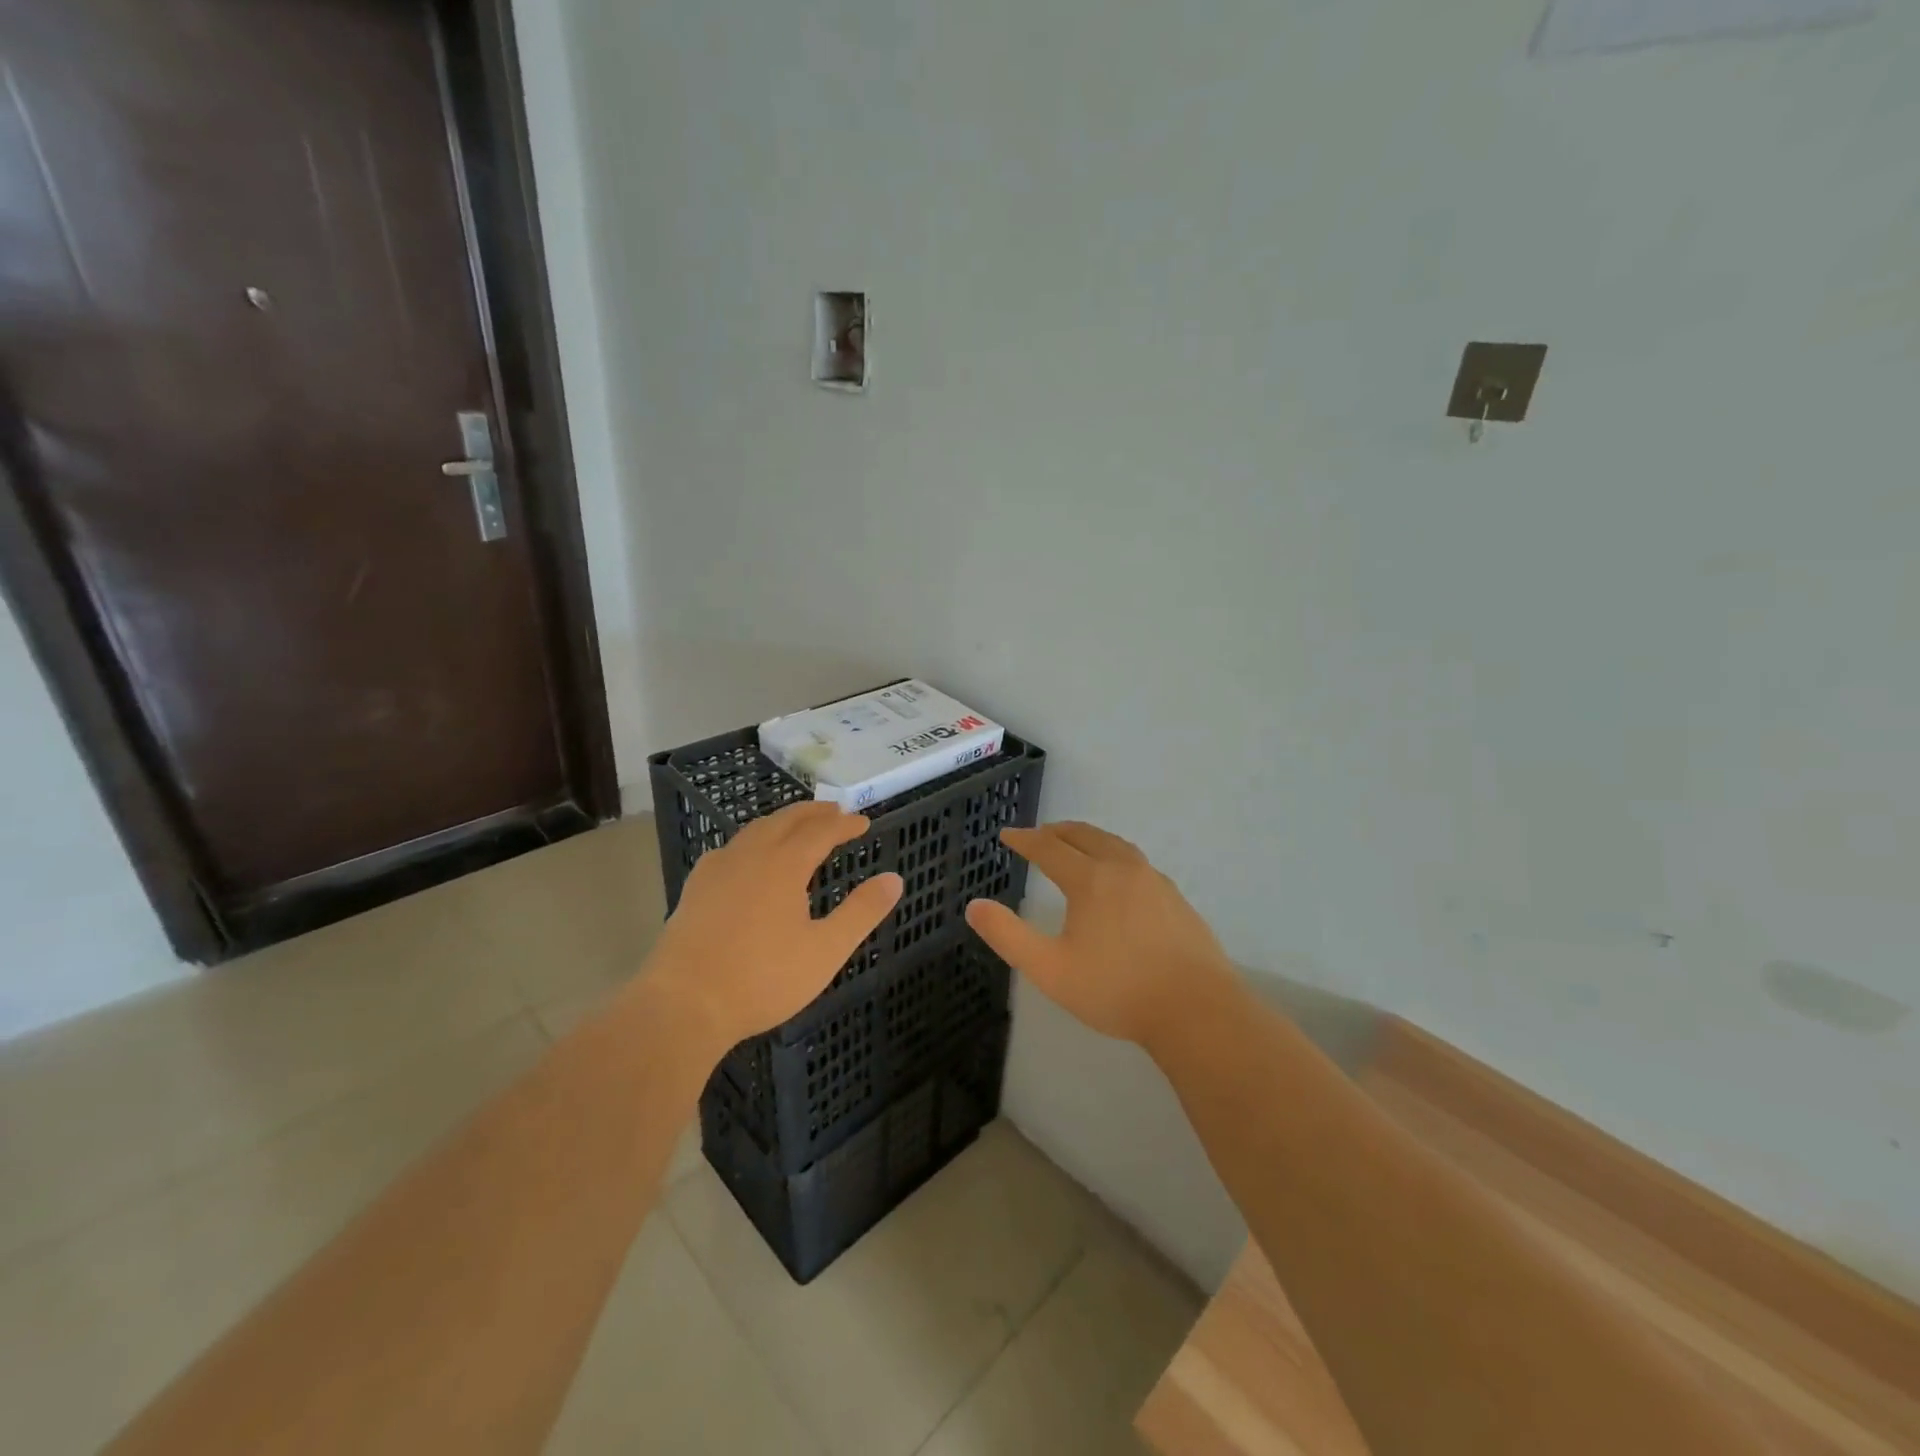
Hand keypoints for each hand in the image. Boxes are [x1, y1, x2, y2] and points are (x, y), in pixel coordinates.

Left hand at [646, 802, 902, 1053]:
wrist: (684, 1004)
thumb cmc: (763, 979)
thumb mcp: (825, 950)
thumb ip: (862, 912)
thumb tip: (894, 879)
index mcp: (784, 865)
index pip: (821, 831)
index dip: (844, 824)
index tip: (863, 822)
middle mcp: (750, 856)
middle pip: (785, 821)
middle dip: (813, 813)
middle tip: (834, 811)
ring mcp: (717, 870)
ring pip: (754, 831)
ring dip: (781, 822)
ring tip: (796, 826)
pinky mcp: (695, 889)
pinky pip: (729, 850)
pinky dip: (750, 841)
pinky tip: (746, 858)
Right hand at [965, 821, 1238, 1053]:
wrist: (1195, 1009)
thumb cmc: (1116, 990)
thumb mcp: (1049, 969)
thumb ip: (1008, 935)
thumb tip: (974, 906)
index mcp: (1090, 880)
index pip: (1049, 849)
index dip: (1025, 840)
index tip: (1007, 835)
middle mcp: (1122, 869)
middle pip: (1085, 836)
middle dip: (1057, 832)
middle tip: (1039, 834)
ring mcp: (1154, 881)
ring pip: (1115, 845)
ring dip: (1089, 838)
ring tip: (1076, 844)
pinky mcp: (1176, 899)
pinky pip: (1136, 862)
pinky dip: (1114, 855)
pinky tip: (1118, 877)